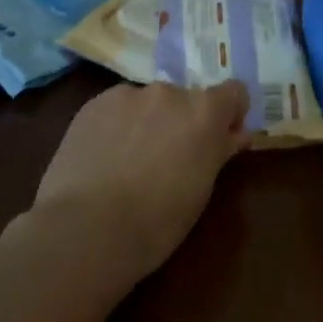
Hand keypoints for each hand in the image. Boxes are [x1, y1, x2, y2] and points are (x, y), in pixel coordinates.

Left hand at [30, 79, 251, 288]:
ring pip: (149, 103)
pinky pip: (117, 108)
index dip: (230, 114)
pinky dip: (118, 125)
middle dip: (183, 122)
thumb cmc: (156, 222)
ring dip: (149, 122)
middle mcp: (169, 93)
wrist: (86, 229)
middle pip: (187, 99)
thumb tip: (236, 135)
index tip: (221, 139)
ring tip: (129, 161)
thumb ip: (218, 153)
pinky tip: (104, 158)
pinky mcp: (94, 104)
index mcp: (204, 113)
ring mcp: (128, 94)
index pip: (233, 92)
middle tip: (169, 159)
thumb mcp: (200, 191)